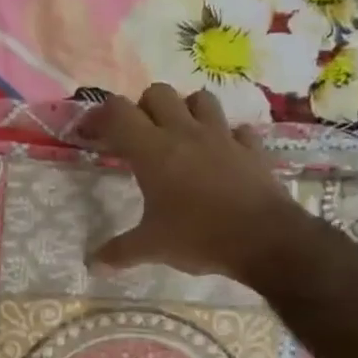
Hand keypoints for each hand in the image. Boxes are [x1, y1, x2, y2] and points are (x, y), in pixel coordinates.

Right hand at [86, 84, 310, 281]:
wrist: (265, 239)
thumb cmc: (199, 237)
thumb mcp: (152, 248)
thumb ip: (120, 251)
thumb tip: (93, 264)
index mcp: (152, 151)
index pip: (118, 112)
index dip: (101, 116)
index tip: (92, 133)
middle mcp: (185, 133)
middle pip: (158, 93)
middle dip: (143, 108)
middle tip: (138, 136)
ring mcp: (222, 137)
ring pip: (200, 99)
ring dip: (185, 110)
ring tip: (179, 135)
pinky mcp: (251, 149)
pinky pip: (237, 129)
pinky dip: (226, 136)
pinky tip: (221, 154)